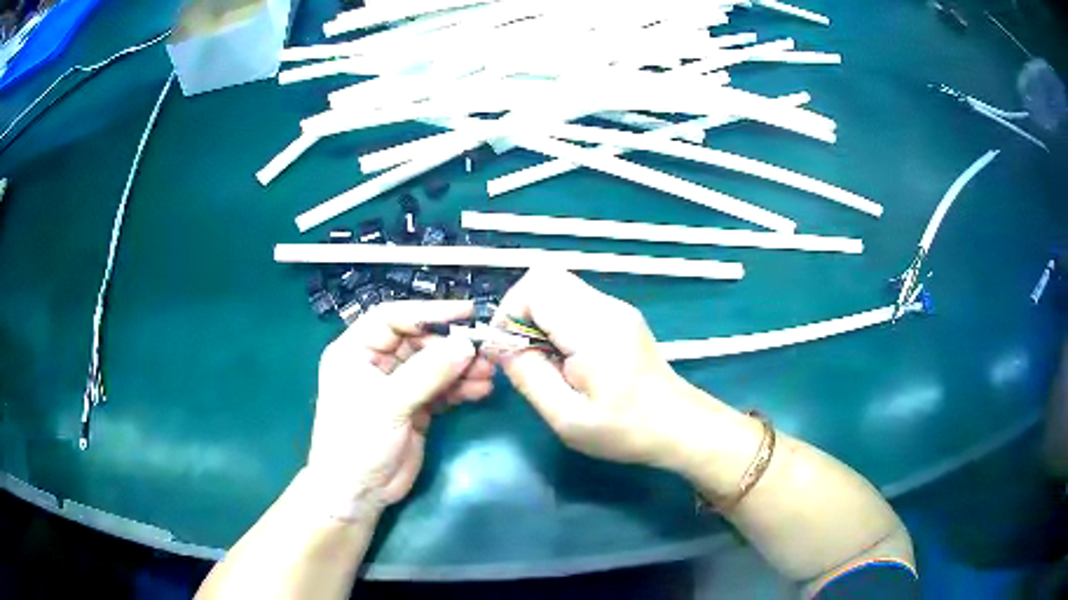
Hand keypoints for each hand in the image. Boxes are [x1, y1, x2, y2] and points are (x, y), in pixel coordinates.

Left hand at [307, 300, 495, 509]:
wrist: (358, 493)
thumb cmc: (358, 442)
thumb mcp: (388, 404)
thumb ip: (427, 373)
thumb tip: (466, 345)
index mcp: (355, 351)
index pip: (392, 318)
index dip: (427, 312)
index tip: (465, 312)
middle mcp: (376, 363)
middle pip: (418, 341)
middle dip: (450, 345)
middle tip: (484, 349)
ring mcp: (397, 386)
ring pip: (433, 365)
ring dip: (461, 367)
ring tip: (489, 373)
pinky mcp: (414, 408)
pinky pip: (441, 389)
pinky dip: (460, 388)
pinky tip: (481, 390)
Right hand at [495, 269, 718, 471]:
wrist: (679, 426)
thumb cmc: (625, 430)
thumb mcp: (567, 418)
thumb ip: (529, 377)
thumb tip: (499, 346)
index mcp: (593, 329)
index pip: (536, 287)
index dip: (509, 313)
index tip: (507, 351)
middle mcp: (605, 307)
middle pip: (545, 277)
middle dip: (520, 311)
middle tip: (521, 352)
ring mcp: (615, 308)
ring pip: (558, 287)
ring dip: (537, 316)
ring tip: (543, 359)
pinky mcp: (619, 317)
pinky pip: (573, 302)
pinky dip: (555, 321)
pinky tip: (564, 357)